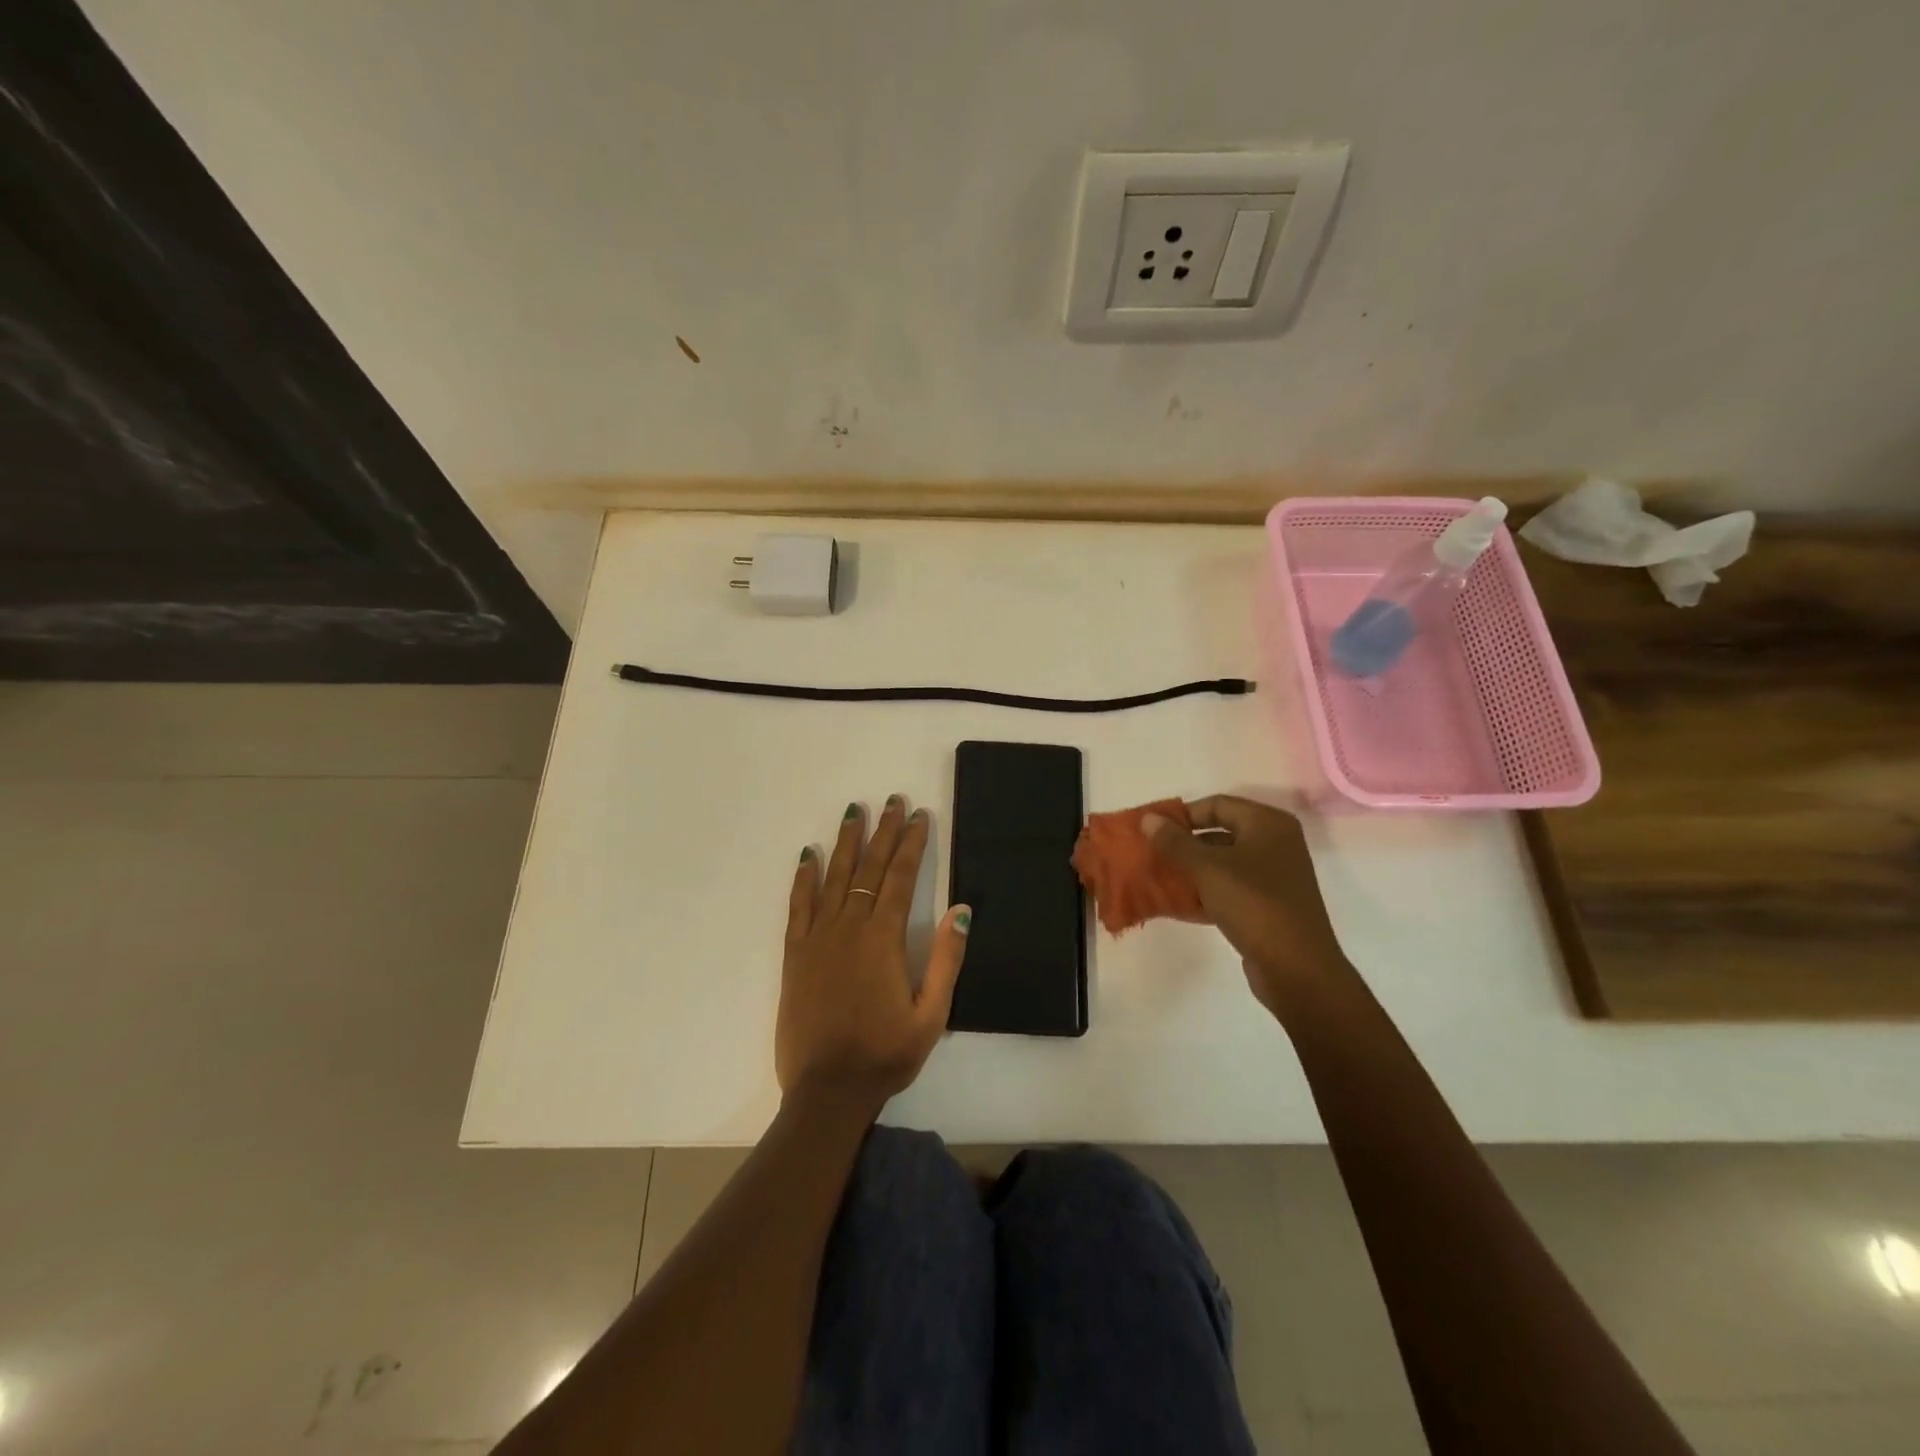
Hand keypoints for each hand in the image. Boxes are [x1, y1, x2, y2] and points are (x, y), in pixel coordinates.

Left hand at [777, 795, 969, 1109]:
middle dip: (883, 832)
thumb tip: (963, 909)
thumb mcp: (932, 1014)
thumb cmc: (885, 1054)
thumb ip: (947, 959)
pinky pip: (798, 906)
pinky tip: (808, 856)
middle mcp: (849, 928)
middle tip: (892, 801)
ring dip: (846, 843)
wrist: (827, 1091)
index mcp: (884, 940)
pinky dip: (804, 878)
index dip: (911, 844)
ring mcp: (818, 939)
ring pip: (833, 878)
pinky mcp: (795, 955)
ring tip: (854, 812)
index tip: (919, 816)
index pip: (900, 878)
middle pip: (868, 869)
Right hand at [1142, 796, 1349, 1011]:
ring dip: (1191, 869)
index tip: (1152, 831)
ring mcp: (1274, 876)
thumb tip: (1148, 818)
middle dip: (1184, 843)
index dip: (1183, 815)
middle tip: (1152, 853)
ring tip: (1159, 877)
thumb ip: (1175, 841)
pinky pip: (1230, 888)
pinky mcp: (1268, 905)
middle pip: (1220, 832)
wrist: (1296, 968)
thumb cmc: (1254, 904)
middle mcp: (1275, 843)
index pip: (1217, 804)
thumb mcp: (1208, 868)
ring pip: (1223, 862)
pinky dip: (1205, 891)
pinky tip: (1178, 903)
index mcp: (1268, 823)